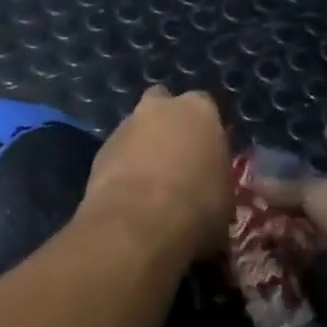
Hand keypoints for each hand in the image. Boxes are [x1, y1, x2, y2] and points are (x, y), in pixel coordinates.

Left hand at [81, 87, 232, 258]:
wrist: (139, 221)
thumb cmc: (197, 207)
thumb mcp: (226, 199)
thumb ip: (216, 180)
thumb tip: (211, 192)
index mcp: (199, 111)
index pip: (206, 107)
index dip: (206, 131)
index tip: (208, 153)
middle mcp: (160, 108)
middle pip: (163, 105)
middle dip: (167, 124)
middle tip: (177, 158)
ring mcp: (126, 125)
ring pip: (136, 128)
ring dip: (142, 146)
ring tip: (150, 182)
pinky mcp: (101, 149)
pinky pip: (117, 152)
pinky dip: (122, 166)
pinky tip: (129, 193)